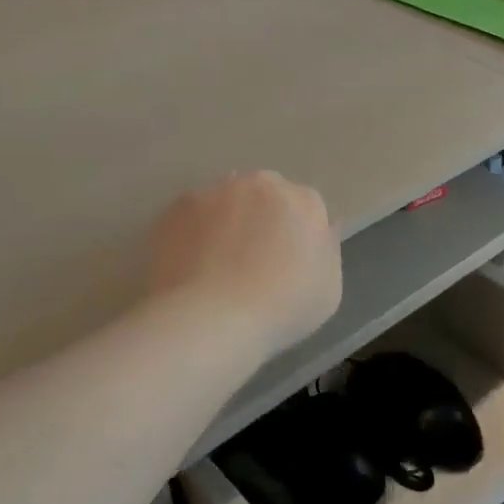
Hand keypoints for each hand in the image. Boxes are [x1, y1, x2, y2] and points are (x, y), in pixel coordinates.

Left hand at [148, 171, 342, 356]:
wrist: (210, 318)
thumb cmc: (281, 309)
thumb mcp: (328, 289)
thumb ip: (325, 251)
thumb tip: (321, 230)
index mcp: (304, 201)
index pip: (306, 208)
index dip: (297, 235)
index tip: (288, 262)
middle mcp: (260, 184)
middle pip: (265, 195)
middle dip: (261, 219)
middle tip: (252, 261)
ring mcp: (214, 192)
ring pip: (225, 201)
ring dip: (225, 222)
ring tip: (216, 265)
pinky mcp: (174, 208)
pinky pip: (190, 218)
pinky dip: (192, 235)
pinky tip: (189, 267)